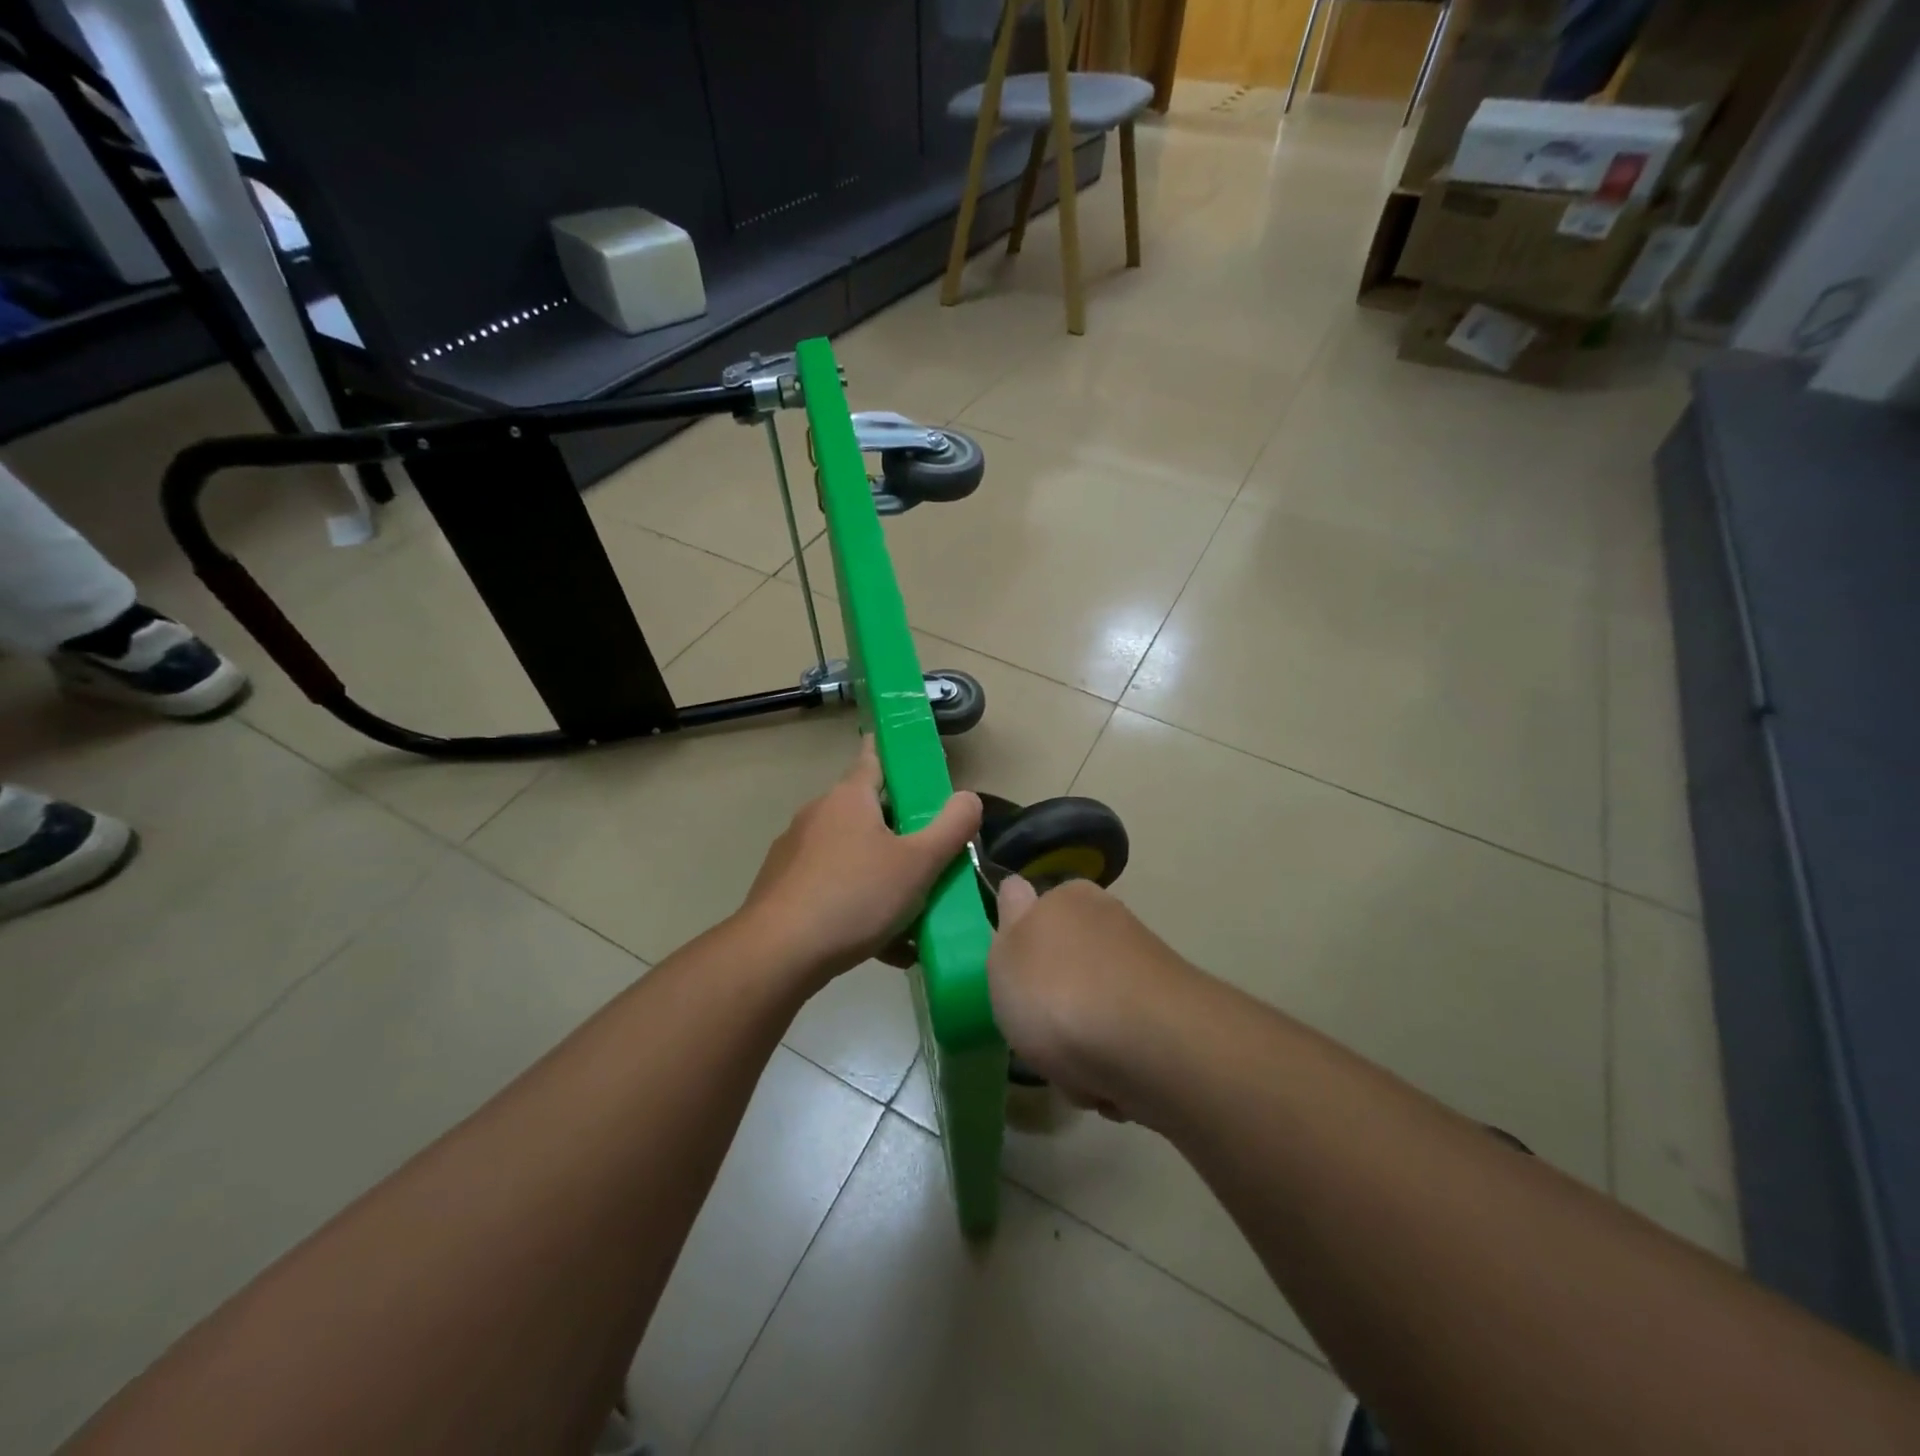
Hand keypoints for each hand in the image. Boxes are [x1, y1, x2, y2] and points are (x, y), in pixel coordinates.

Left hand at [738, 739, 980, 985]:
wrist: (777, 953)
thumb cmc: (854, 895)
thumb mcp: (918, 863)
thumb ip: (951, 828)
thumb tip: (969, 798)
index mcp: (849, 798)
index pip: (873, 757)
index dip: (894, 751)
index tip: (911, 754)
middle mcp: (818, 816)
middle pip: (868, 813)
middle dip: (901, 831)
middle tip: (933, 854)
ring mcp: (796, 853)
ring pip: (853, 857)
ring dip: (884, 877)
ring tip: (916, 915)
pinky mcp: (784, 890)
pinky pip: (835, 890)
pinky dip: (861, 907)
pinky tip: (886, 946)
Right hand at [988, 877, 1194, 1122]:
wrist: (1151, 1048)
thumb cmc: (1059, 993)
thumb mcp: (1006, 951)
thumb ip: (1009, 921)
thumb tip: (1017, 886)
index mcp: (1070, 898)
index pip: (1039, 913)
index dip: (1024, 953)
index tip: (1015, 986)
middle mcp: (1112, 924)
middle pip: (1067, 969)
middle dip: (1053, 1009)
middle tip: (1039, 1035)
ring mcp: (1145, 972)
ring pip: (1094, 1012)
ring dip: (1081, 1047)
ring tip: (1077, 1070)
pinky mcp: (1171, 1020)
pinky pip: (1124, 1047)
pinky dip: (1114, 1069)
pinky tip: (1110, 1085)